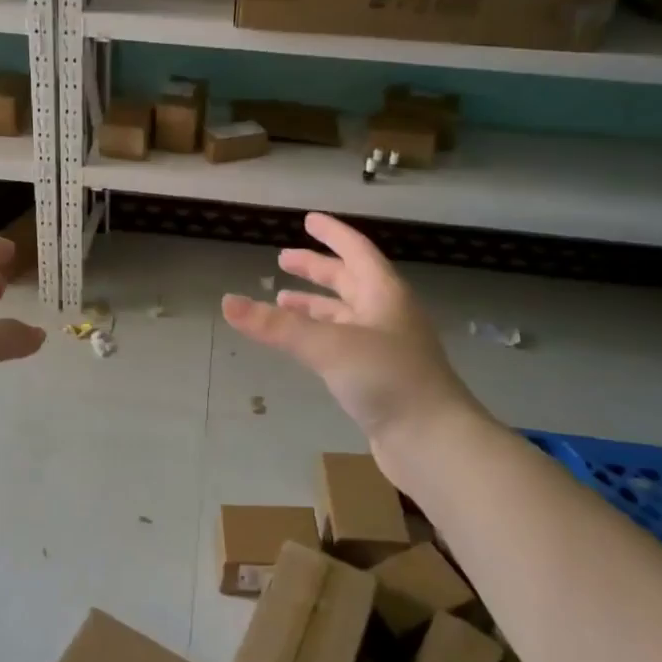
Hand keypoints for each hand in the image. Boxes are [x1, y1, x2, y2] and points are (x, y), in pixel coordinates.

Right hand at [222, 214, 484, 480]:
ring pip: (344, 314)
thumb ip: (277, 325)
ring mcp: (385, 347)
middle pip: (348, 281)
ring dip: (315, 304)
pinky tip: (304, 345)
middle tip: (283, 259)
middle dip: (316, 269)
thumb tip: (227, 302)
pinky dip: (319, 335)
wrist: (433, 441)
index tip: (308, 220)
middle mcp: (387, 314)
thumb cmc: (387, 379)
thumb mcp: (328, 346)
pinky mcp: (380, 377)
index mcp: (383, 293)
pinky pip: (343, 343)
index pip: (355, 250)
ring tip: (282, 301)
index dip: (332, 234)